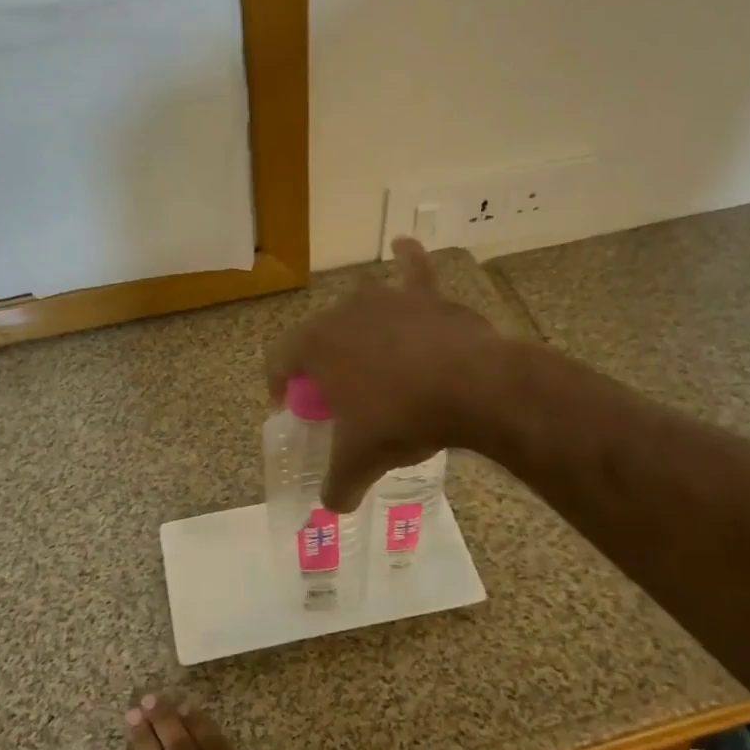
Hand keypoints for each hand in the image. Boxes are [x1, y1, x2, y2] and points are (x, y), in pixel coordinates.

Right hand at [264, 236, 504, 511]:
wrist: (472, 388)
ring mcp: (387, 298)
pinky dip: (408, 257)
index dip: (278, 385)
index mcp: (316, 345)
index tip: (291, 407)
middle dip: (321, 363)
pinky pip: (413, 269)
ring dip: (358, 324)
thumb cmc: (401, 419)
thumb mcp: (360, 461)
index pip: (278, 360)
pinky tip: (404, 244)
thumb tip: (331, 505)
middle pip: (319, 334)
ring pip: (360, 305)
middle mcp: (343, 312)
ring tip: (368, 349)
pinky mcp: (427, 296)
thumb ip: (337, 485)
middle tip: (338, 396)